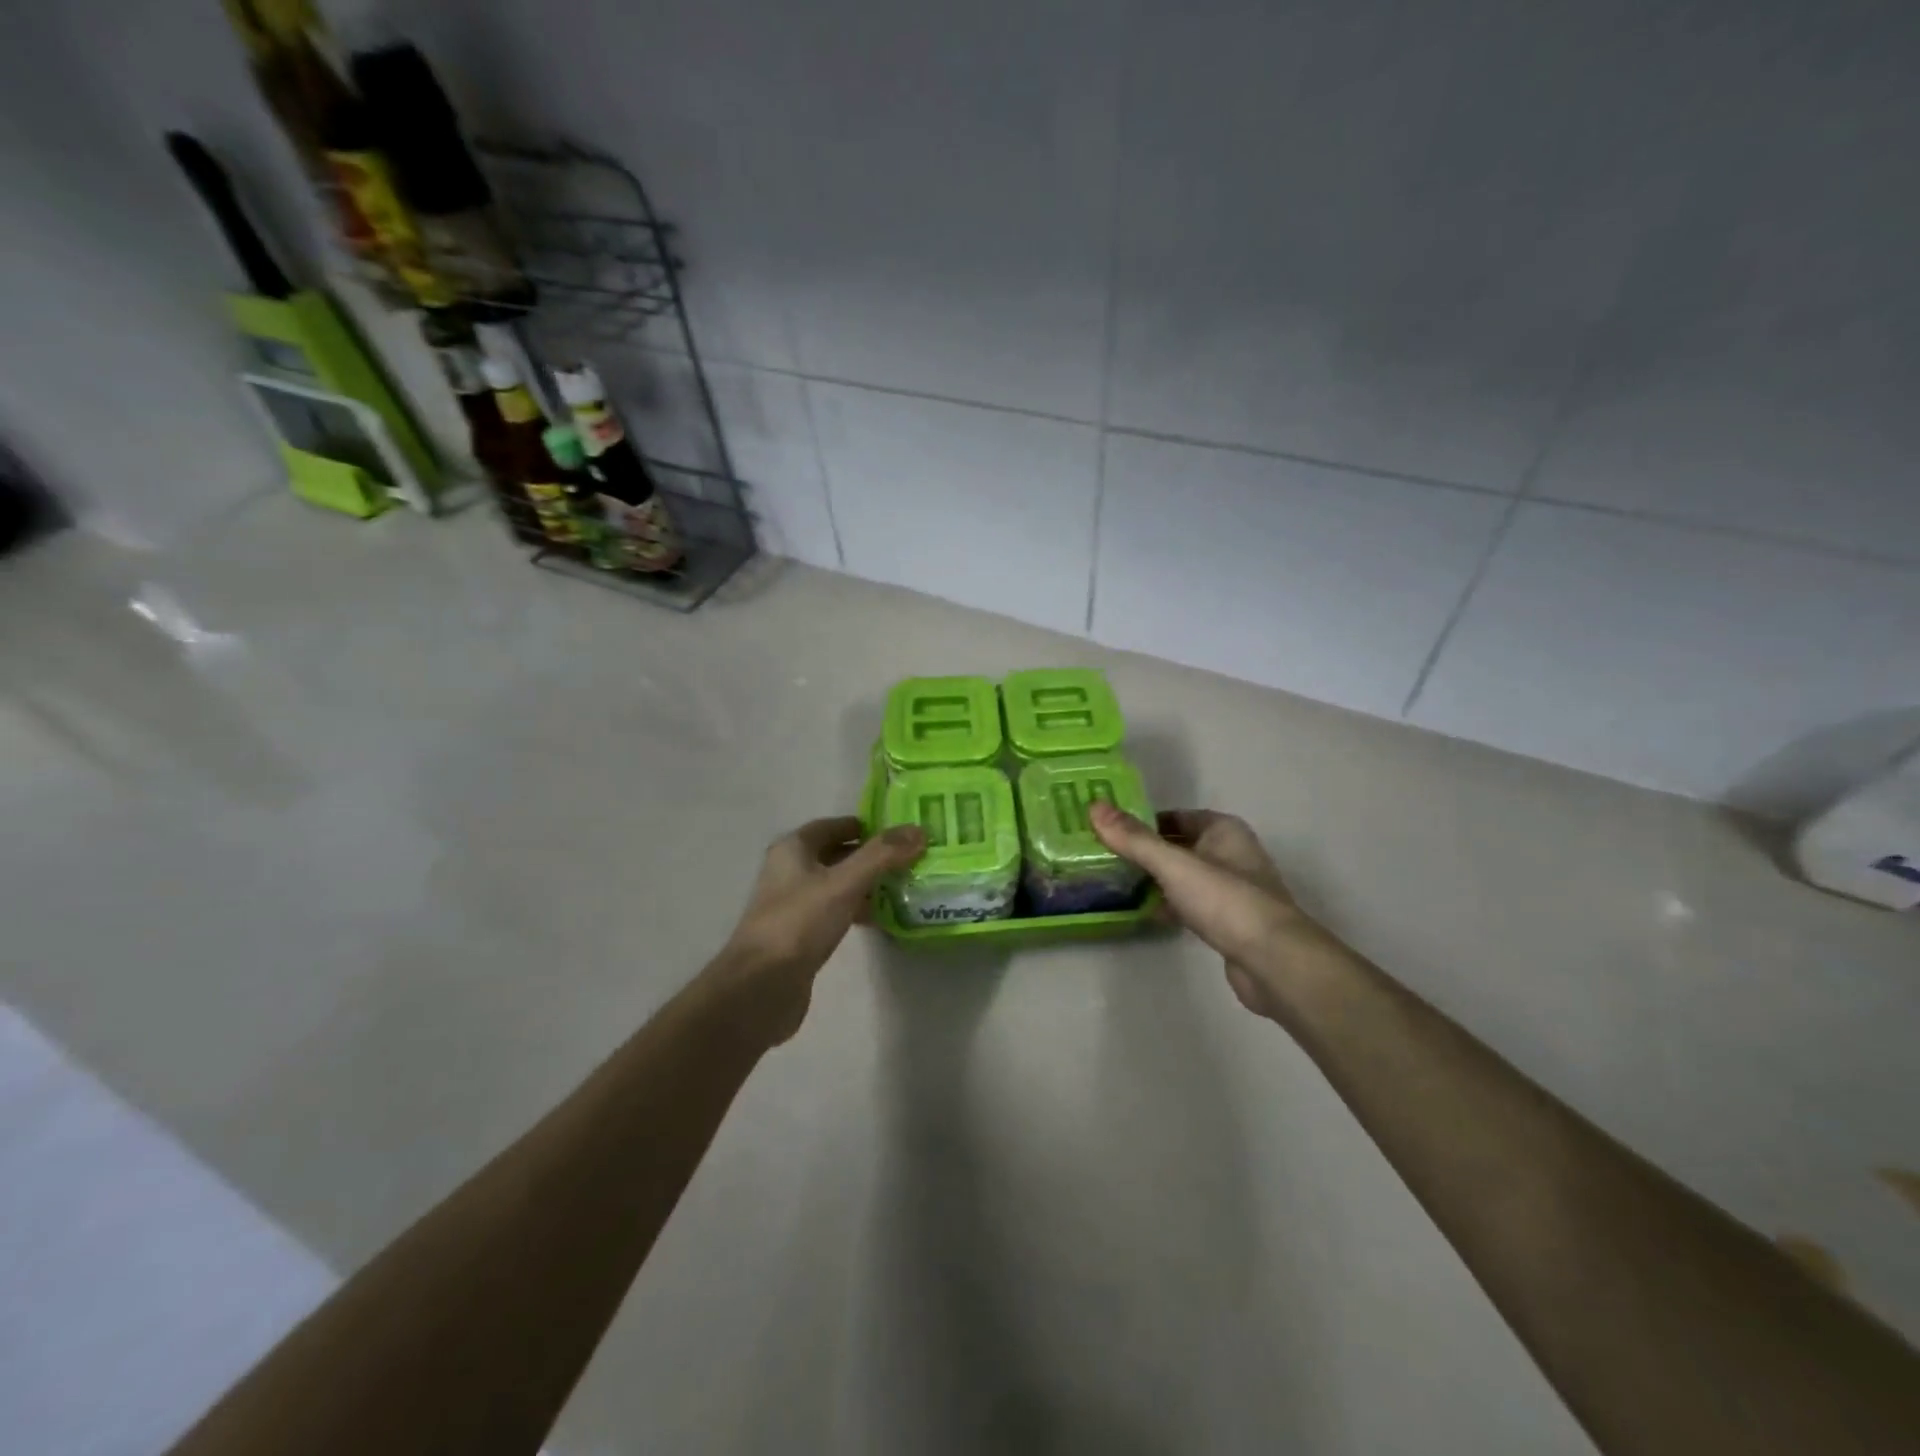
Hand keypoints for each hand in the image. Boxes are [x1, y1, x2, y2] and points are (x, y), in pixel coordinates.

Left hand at [714, 817, 925, 1043]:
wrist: (760, 987)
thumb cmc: (799, 923)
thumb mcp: (844, 883)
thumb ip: (881, 855)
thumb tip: (919, 829)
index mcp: (793, 849)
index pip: (833, 825)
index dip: (866, 826)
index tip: (901, 832)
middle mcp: (790, 871)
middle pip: (837, 854)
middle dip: (871, 856)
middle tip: (910, 859)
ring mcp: (794, 904)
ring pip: (838, 884)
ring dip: (867, 884)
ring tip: (905, 887)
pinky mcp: (801, 934)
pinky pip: (836, 911)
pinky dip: (858, 909)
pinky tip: (883, 918)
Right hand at [1090, 803, 1326, 1017]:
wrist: (1274, 962)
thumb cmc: (1225, 901)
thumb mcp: (1173, 865)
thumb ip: (1134, 839)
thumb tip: (1095, 806)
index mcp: (1223, 830)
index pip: (1174, 817)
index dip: (1141, 821)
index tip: (1107, 829)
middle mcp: (1230, 854)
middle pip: (1178, 846)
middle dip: (1144, 852)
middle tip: (1103, 856)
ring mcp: (1231, 890)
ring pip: (1183, 877)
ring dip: (1155, 880)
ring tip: (1115, 883)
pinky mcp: (1228, 923)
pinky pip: (1190, 904)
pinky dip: (1168, 905)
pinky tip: (1144, 913)